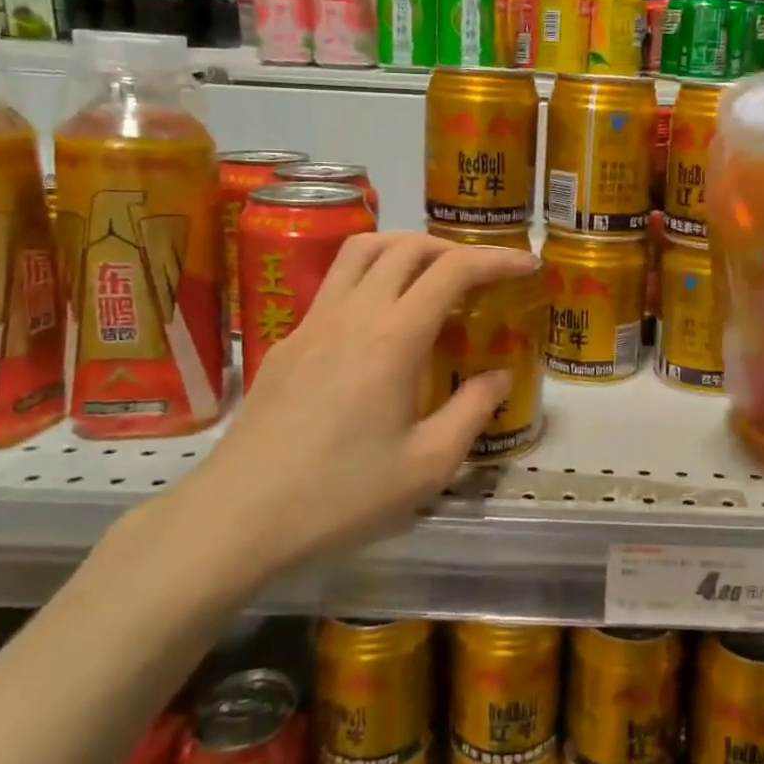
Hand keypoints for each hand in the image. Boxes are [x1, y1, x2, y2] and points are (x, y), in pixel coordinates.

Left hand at [184, 234, 539, 581]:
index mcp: (393, 337)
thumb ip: (472, 412)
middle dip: (453, 248)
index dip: (496, 259)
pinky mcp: (286, 342)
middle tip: (480, 275)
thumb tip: (500, 376)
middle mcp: (353, 313)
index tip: (525, 264)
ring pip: (361, 252)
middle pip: (406, 246)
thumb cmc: (341, 495)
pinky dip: (370, 277)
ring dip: (405, 249)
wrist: (238, 517)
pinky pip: (335, 283)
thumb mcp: (427, 466)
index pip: (453, 270)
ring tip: (430, 277)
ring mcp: (312, 322)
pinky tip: (379, 323)